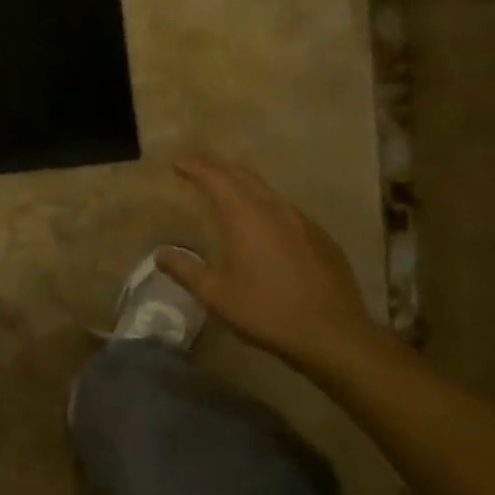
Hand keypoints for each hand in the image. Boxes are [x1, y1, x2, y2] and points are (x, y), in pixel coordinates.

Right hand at [158, 152, 379, 370]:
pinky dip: (265, 204)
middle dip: (217, 165)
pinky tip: (263, 222)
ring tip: (226, 185)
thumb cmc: (267, 310)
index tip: (177, 160)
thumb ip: (185, 270)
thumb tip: (160, 254)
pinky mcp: (320, 238)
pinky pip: (285, 210)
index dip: (194, 166)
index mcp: (245, 215)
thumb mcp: (216, 294)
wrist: (334, 334)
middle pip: (242, 174)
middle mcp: (274, 208)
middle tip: (197, 161)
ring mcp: (302, 221)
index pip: (215, 177)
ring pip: (266, 190)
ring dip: (242, 182)